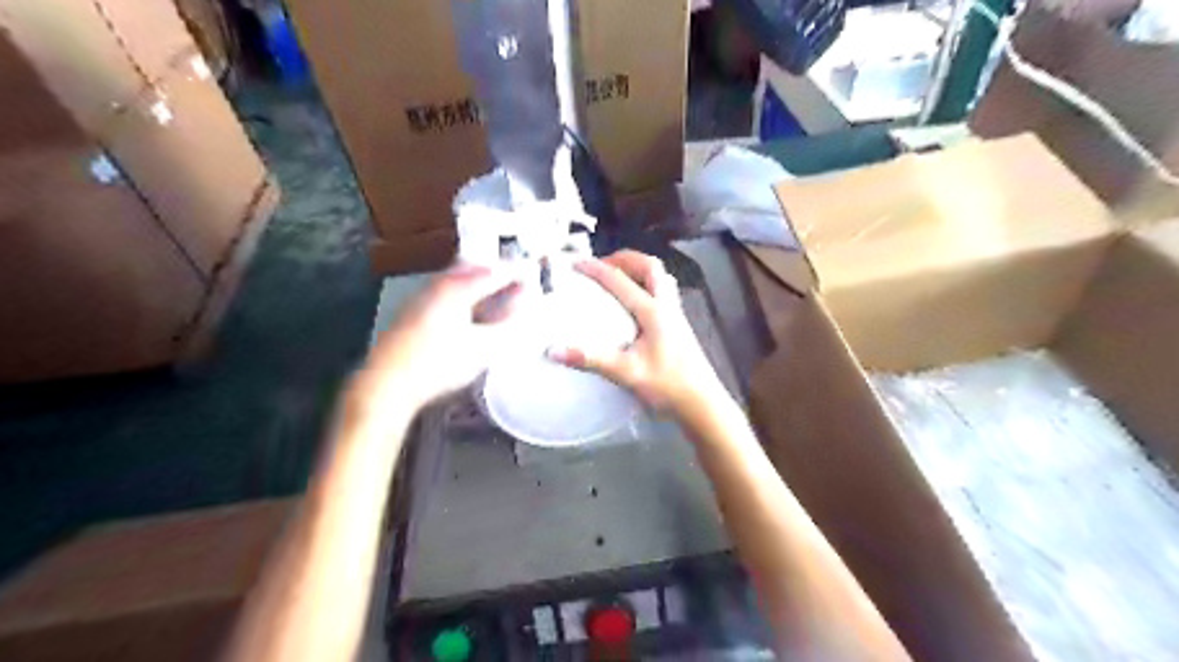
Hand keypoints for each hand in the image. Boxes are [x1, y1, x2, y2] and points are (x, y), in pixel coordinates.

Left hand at [361, 264, 520, 411]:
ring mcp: (421, 298)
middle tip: (516, 279)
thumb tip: (524, 309)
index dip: (516, 273)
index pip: (495, 273)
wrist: (387, 384)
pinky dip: (464, 294)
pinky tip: (469, 311)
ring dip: (479, 282)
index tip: (533, 274)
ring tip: (497, 293)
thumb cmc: (438, 365)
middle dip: (496, 272)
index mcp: (457, 288)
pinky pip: (445, 292)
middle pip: (473, 269)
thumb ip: (508, 325)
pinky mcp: (412, 313)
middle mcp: (437, 285)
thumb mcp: (484, 348)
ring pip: (457, 280)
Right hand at [549, 251, 723, 416]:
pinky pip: (663, 292)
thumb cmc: (667, 386)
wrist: (702, 404)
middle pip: (650, 267)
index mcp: (653, 311)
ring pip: (660, 278)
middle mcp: (667, 306)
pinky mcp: (679, 326)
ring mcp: (676, 314)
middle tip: (602, 265)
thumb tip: (553, 350)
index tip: (575, 263)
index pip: (620, 281)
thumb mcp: (626, 373)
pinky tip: (634, 305)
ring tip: (618, 278)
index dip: (596, 269)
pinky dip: (646, 286)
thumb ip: (591, 359)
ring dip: (638, 270)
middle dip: (625, 259)